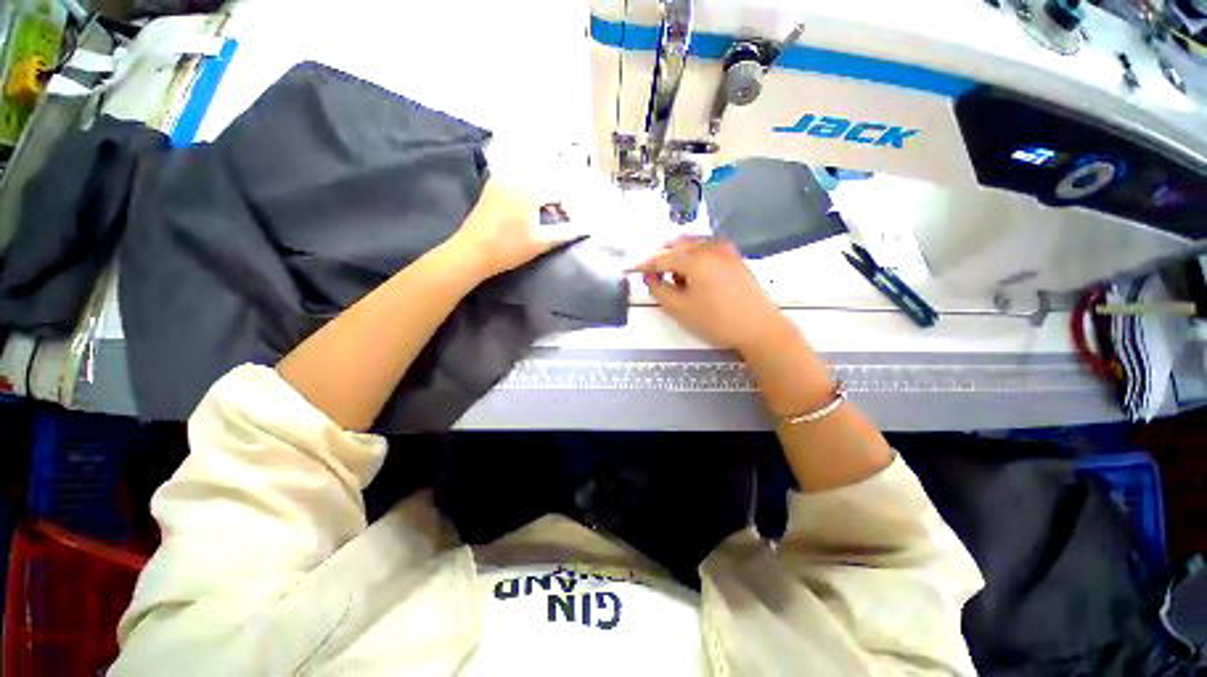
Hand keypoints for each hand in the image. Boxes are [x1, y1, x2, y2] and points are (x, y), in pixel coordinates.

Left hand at [446, 174, 587, 281]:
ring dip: (542, 195)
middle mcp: (516, 177)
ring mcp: (501, 179)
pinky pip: (517, 182)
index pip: (559, 192)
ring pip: (531, 181)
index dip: (568, 209)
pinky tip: (527, 210)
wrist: (471, 252)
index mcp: (530, 188)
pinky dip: (527, 192)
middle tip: (559, 219)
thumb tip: (588, 228)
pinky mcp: (491, 186)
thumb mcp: (542, 242)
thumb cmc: (509, 248)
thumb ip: (567, 232)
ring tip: (544, 216)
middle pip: (546, 182)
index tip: (569, 226)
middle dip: (556, 199)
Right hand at [634, 238, 790, 352]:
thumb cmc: (717, 320)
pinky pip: (706, 249)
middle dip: (661, 257)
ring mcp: (725, 250)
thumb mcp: (680, 309)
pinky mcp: (734, 257)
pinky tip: (694, 276)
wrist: (760, 328)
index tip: (630, 270)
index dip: (644, 264)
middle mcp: (710, 246)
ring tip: (675, 279)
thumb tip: (650, 278)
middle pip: (677, 244)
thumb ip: (659, 290)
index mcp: (695, 258)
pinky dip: (694, 257)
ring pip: (692, 244)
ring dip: (678, 256)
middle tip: (653, 276)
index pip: (661, 256)